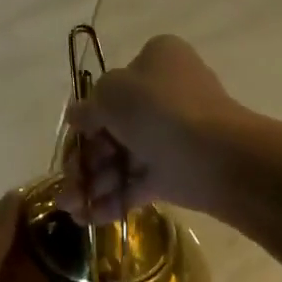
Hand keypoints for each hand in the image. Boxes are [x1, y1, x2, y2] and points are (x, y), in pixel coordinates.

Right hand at [60, 34, 247, 224]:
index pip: (111, 90)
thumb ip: (89, 106)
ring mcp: (170, 138)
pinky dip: (113, 200)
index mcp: (155, 63)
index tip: (72, 139)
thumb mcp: (112, 93)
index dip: (87, 117)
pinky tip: (89, 218)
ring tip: (72, 208)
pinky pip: (137, 185)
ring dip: (93, 184)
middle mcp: (164, 97)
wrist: (215, 157)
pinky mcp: (174, 174)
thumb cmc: (160, 112)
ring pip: (122, 160)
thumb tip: (77, 116)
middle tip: (67, 184)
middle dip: (85, 160)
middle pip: (113, 130)